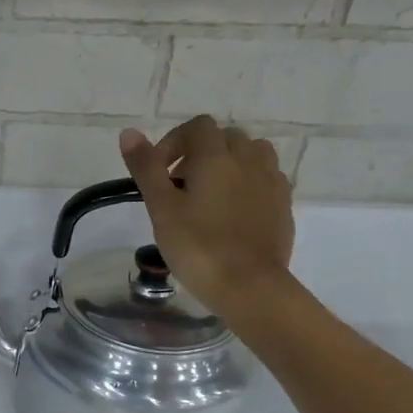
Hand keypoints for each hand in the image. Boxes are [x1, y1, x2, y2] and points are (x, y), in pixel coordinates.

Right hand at [118, 116, 294, 314]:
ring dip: (228, 163)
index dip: (173, 143)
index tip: (158, 174)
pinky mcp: (283, 204)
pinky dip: (248, 182)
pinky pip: (265, 177)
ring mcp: (271, 181)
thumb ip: (146, 168)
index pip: (197, 127)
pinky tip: (233, 210)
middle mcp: (249, 160)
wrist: (249, 286)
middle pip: (225, 137)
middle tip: (179, 187)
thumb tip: (129, 132)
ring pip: (251, 153)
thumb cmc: (197, 246)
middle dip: (199, 153)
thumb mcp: (161, 208)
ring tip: (209, 194)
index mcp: (216, 157)